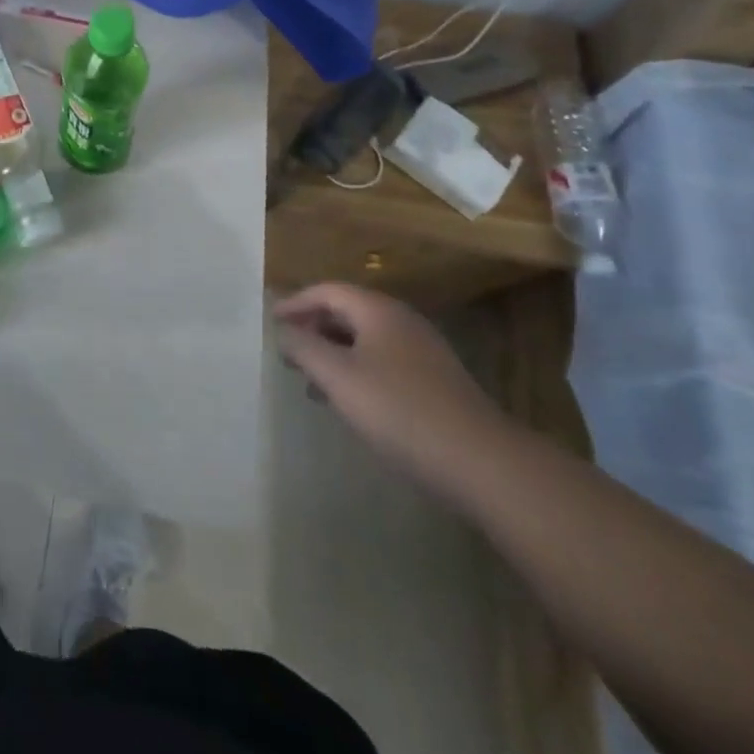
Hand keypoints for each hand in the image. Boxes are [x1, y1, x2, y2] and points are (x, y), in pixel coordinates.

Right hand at [275, 283, 513, 499]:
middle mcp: (402, 321)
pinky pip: (383, 361)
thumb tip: (283, 330)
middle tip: (288, 349)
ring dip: (334, 351)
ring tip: (311, 379)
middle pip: (347, 311)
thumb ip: (303, 347)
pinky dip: (356, 369)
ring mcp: (423, 352)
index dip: (296, 303)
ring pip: (365, 339)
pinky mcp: (435, 382)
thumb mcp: (338, 376)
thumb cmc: (399, 410)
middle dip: (313, 327)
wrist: (482, 462)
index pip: (327, 291)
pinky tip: (350, 400)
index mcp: (378, 310)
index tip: (272, 322)